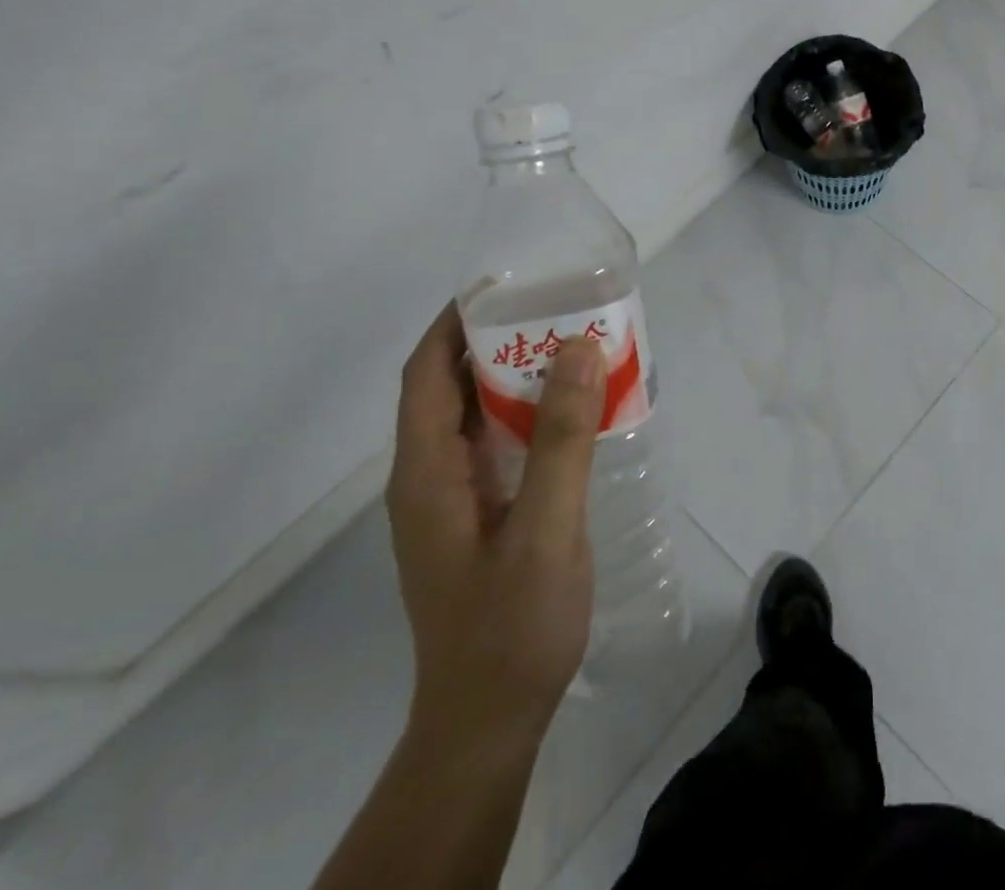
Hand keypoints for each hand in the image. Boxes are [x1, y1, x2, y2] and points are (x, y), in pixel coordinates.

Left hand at [386, 303, 604, 760]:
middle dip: (496, 339)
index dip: (455, 321)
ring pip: (477, 414)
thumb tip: (578, 349)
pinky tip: (575, 410)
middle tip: (558, 309)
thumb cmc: (512, 625)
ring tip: (574, 345)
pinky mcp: (480, 514)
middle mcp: (430, 476)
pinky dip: (530, 413)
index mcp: (427, 472)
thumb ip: (562, 439)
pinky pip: (499, 443)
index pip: (426, 373)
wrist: (491, 719)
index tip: (506, 285)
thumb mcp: (545, 529)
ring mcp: (454, 498)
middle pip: (451, 386)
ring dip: (517, 375)